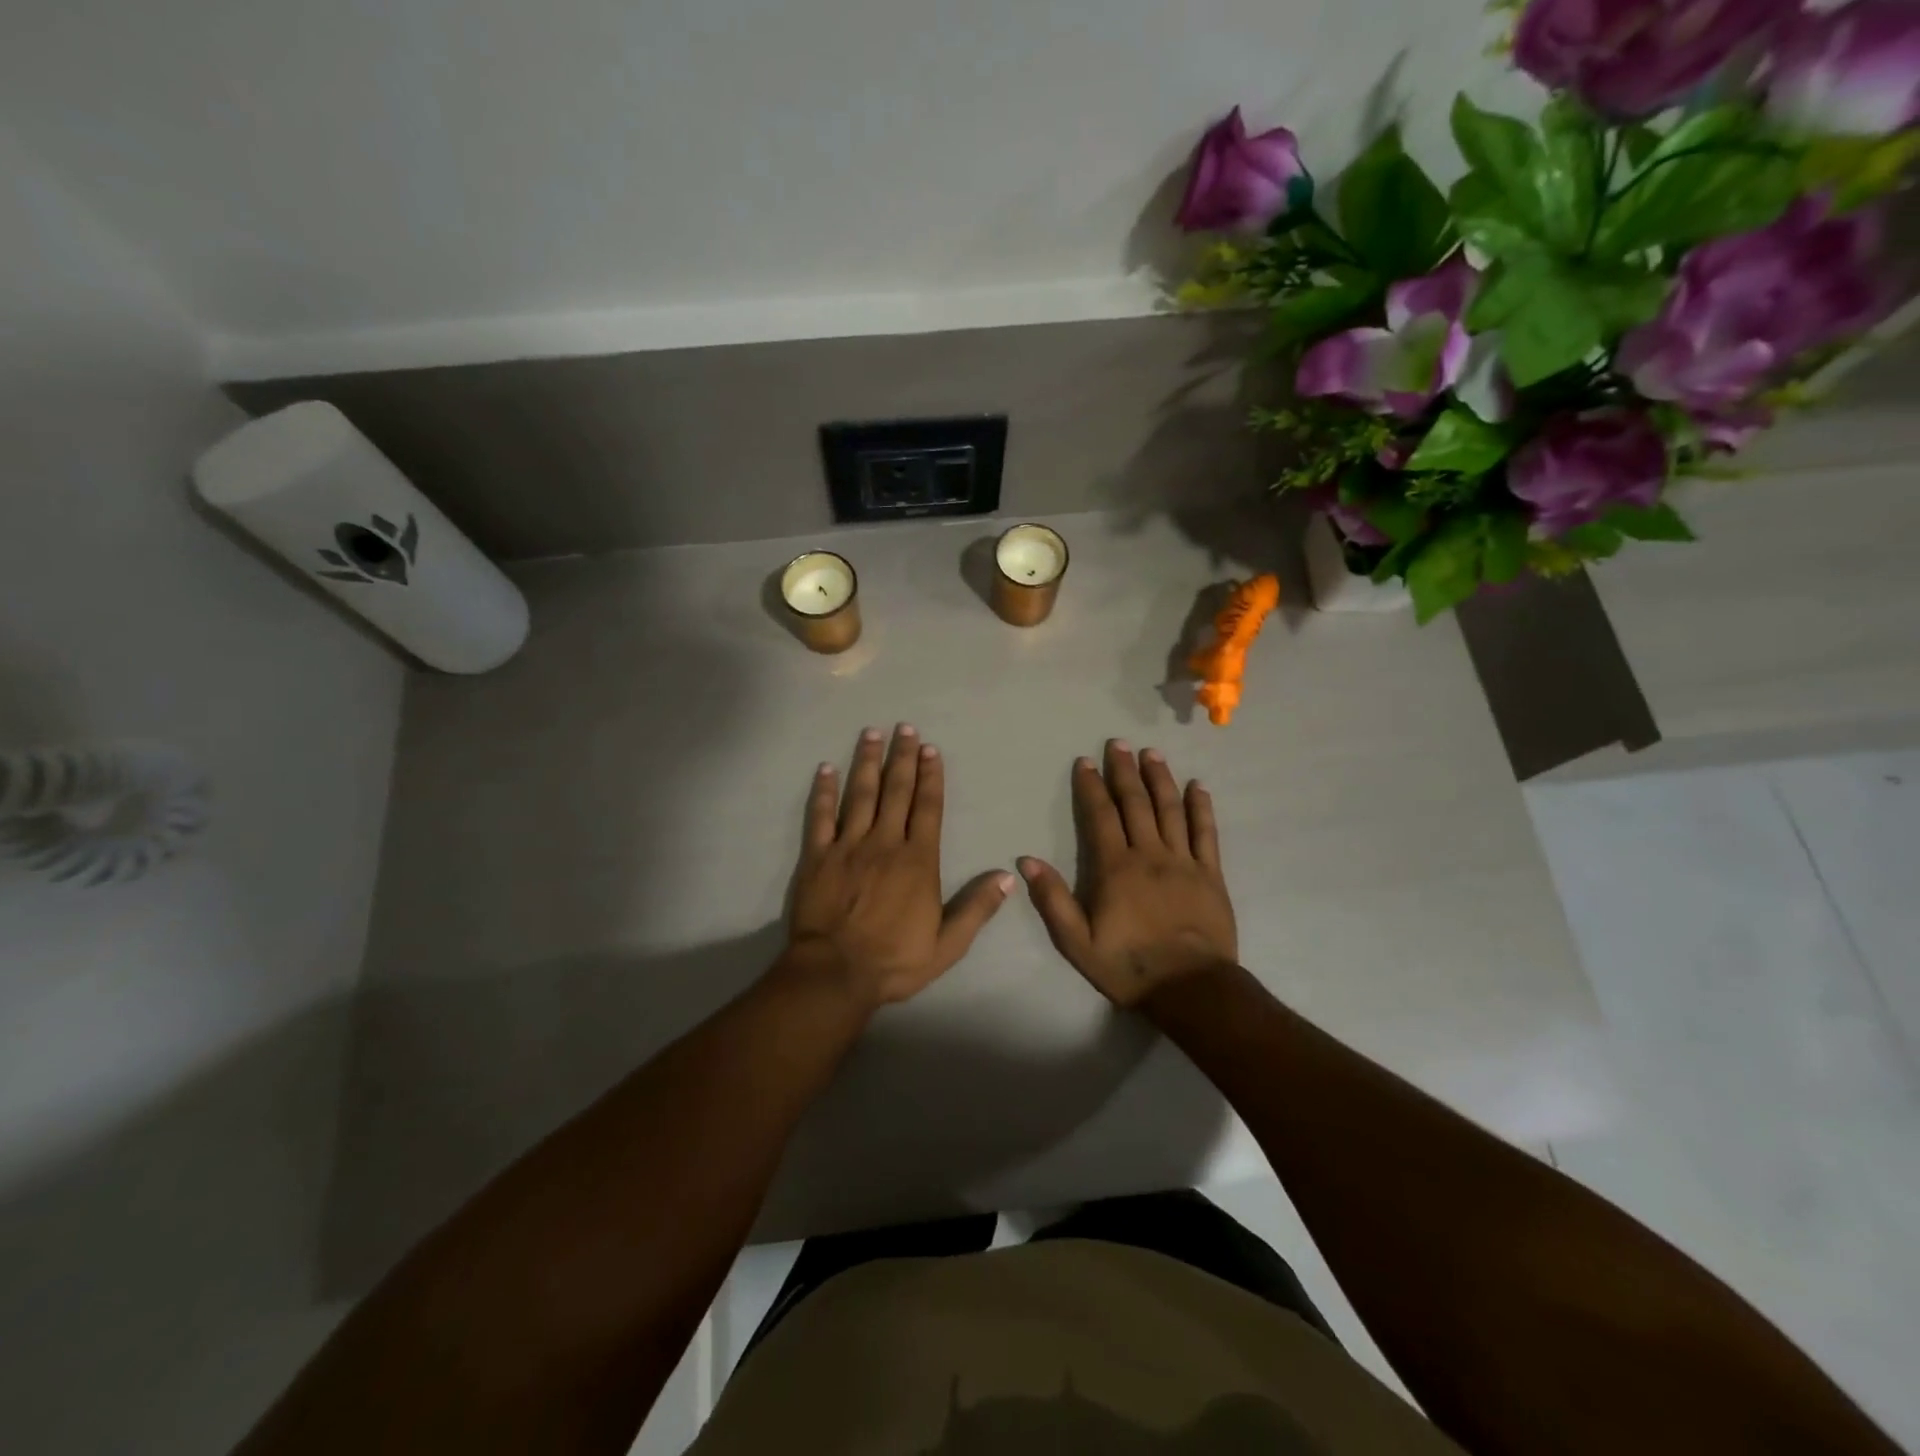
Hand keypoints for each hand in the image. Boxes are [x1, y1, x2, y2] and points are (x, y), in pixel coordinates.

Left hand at [785, 725, 1013, 1008]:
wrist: (835, 973)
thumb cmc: (894, 961)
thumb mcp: (948, 944)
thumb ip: (977, 908)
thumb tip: (1008, 877)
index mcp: (918, 861)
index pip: (928, 808)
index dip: (930, 777)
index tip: (930, 749)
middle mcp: (885, 843)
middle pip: (896, 792)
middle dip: (902, 758)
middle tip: (904, 727)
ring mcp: (848, 847)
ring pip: (860, 795)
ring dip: (867, 762)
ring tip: (871, 733)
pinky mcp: (818, 857)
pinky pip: (820, 817)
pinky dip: (823, 792)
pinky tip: (825, 769)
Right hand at [1019, 740, 1237, 1007]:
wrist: (1191, 988)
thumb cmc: (1129, 966)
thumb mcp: (1077, 942)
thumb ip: (1053, 900)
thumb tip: (1027, 861)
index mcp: (1115, 868)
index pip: (1100, 815)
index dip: (1091, 786)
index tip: (1085, 761)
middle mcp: (1149, 854)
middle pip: (1135, 803)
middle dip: (1125, 771)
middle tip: (1119, 743)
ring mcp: (1184, 861)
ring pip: (1170, 809)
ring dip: (1160, 778)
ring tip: (1152, 753)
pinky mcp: (1211, 874)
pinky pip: (1206, 833)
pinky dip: (1201, 807)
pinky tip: (1198, 786)